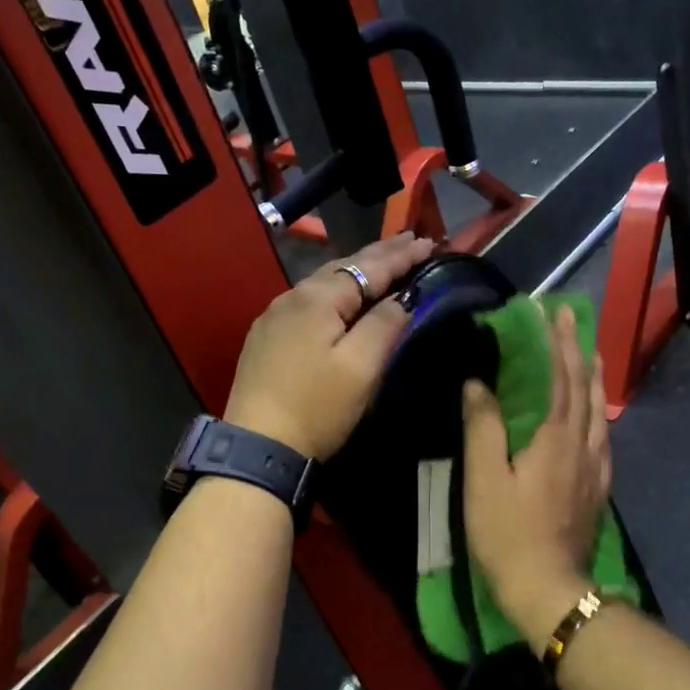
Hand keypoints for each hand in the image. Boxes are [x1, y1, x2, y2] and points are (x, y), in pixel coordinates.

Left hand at [225, 232, 435, 457]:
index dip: (402, 256)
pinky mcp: (267, 338)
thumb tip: (403, 297)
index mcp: (317, 298)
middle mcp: (292, 297)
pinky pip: (309, 302)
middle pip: (344, 268)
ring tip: (384, 263)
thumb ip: (385, 324)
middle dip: (380, 254)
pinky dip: (336, 293)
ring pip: (324, 284)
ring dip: (357, 272)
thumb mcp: (361, 368)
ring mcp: (275, 317)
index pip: (369, 268)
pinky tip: (344, 296)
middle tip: (411, 241)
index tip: (431, 242)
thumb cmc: (316, 407)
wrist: (258, 448)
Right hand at [461, 304, 611, 648]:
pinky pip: (603, 436)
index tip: (552, 311)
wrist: (548, 589)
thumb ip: (483, 426)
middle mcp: (581, 445)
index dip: (555, 342)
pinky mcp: (597, 488)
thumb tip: (479, 382)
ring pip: (598, 410)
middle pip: (583, 388)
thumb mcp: (484, 478)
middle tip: (573, 318)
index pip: (558, 377)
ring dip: (593, 376)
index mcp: (554, 437)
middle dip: (577, 349)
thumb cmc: (507, 533)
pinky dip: (599, 411)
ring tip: (590, 353)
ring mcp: (594, 468)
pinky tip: (596, 414)